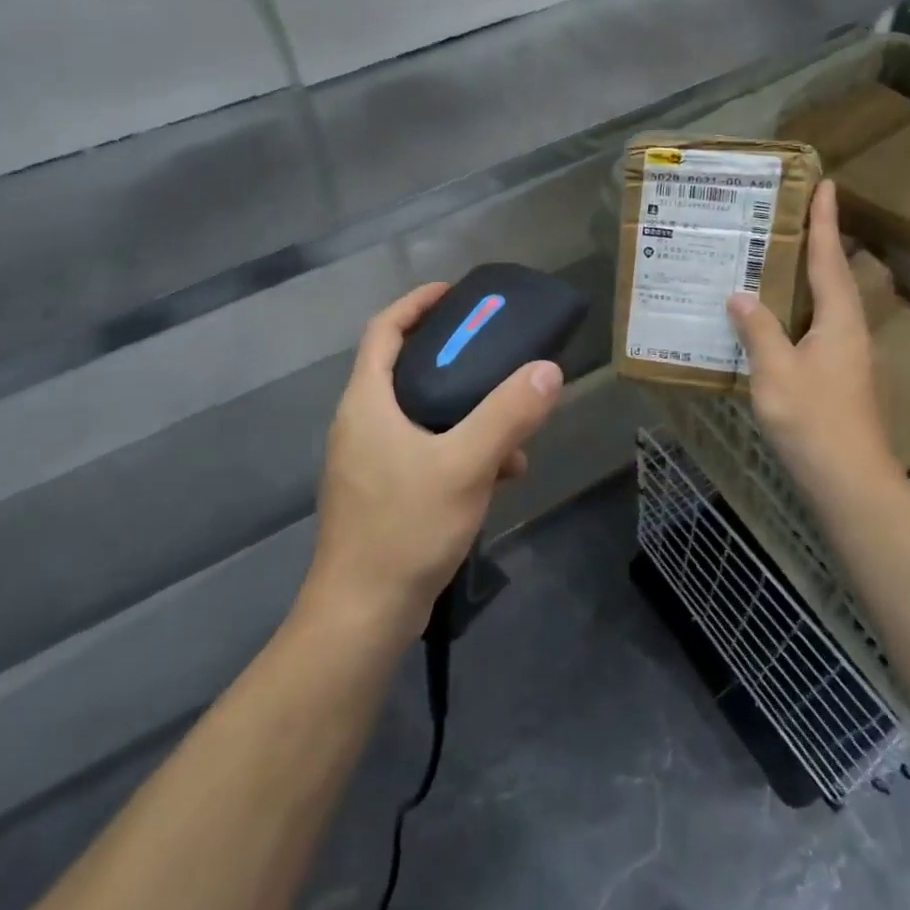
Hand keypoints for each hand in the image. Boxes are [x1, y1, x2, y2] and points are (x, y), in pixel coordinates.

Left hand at [304, 284, 563, 637]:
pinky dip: (461, 449)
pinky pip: (426, 451)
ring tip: (514, 425)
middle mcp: (362, 423)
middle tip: (496, 352)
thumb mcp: (465, 465)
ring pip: (422, 414)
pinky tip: (501, 474)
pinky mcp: (383, 492)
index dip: (417, 303)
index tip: (456, 293)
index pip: (384, 329)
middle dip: (453, 358)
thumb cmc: (405, 528)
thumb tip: (548, 371)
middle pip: (406, 368)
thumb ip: (508, 415)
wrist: (362, 617)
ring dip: (467, 412)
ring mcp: (370, 461)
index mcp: (367, 402)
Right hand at [727, 181, 898, 498]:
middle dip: (815, 243)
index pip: (829, 258)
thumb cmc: (813, 420)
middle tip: (788, 215)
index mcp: (839, 319)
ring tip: (773, 258)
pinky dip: (794, 311)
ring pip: (823, 304)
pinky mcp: (837, 377)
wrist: (849, 481)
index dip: (824, 221)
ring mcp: (846, 356)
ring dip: (804, 277)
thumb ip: (758, 330)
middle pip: (831, 276)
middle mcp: (848, 330)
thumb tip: (739, 296)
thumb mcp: (776, 371)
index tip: (825, 184)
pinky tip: (770, 319)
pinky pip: (813, 328)